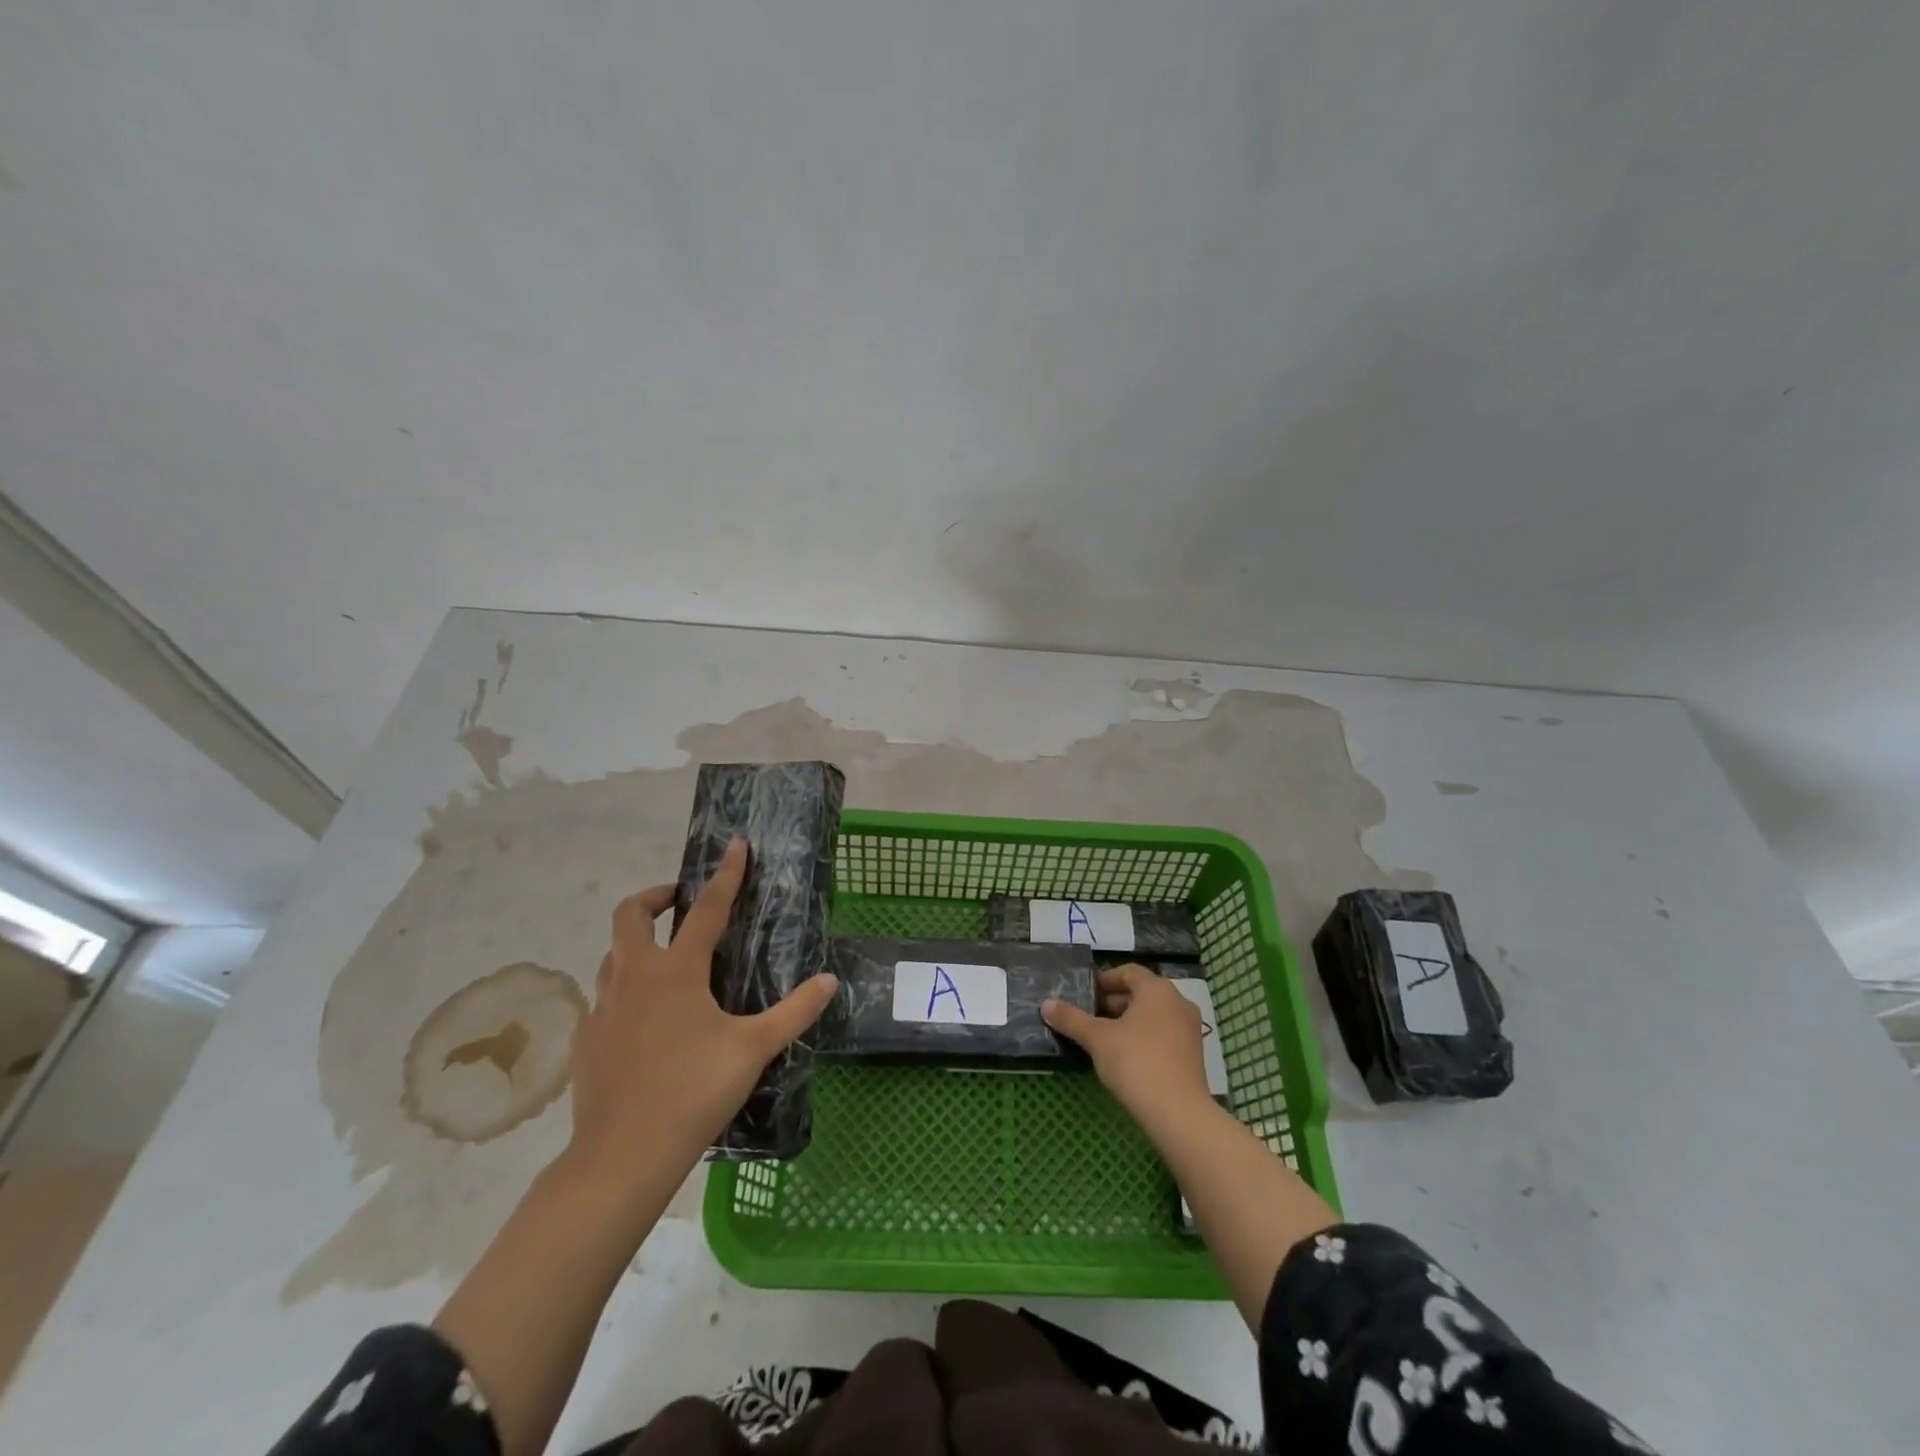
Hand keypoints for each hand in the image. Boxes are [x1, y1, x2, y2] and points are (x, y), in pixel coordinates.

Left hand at [566, 839, 838, 1187]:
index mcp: (676, 971)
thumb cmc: (692, 1092)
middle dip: (654, 896)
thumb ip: (794, 1011)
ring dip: (636, 941)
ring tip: (666, 958)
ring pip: (612, 954)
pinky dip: (624, 988)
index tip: (735, 845)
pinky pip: (604, 996)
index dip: (725, 875)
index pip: (705, 908)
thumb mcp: (753, 1049)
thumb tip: (829, 980)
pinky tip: (644, 1019)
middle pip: (630, 915)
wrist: (621, 1157)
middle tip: (679, 901)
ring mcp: (603, 1007)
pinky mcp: (586, 1039)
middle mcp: (634, 977)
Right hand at [1042, 964, 1213, 1128]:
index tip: (1084, 994)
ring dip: (1127, 1021)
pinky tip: (1125, 1057)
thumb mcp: (1097, 1039)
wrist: (1178, 1113)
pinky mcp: (1193, 1054)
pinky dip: (1143, 1037)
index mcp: (1157, 990)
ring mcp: (1189, 1029)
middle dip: (1113, 1002)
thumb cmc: (1135, 1062)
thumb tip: (1046, 1004)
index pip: (1128, 972)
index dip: (1104, 980)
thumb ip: (1071, 1019)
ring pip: (1152, 1015)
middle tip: (1088, 1016)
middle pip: (1141, 993)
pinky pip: (1164, 1034)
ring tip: (1102, 1038)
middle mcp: (1178, 1002)